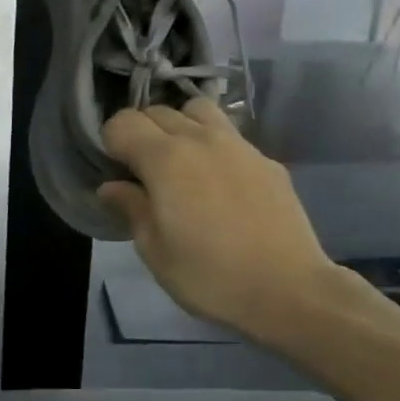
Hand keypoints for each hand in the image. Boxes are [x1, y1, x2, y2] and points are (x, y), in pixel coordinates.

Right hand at [99, 99, 339, 341]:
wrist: (288, 290)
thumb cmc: (209, 276)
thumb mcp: (154, 251)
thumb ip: (131, 208)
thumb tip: (111, 187)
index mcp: (165, 159)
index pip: (122, 122)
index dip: (110, 143)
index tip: (114, 171)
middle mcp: (200, 139)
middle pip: (158, 111)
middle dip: (141, 133)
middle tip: (141, 171)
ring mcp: (238, 145)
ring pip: (197, 110)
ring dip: (179, 127)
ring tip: (180, 162)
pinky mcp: (266, 160)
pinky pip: (229, 135)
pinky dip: (212, 145)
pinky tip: (218, 182)